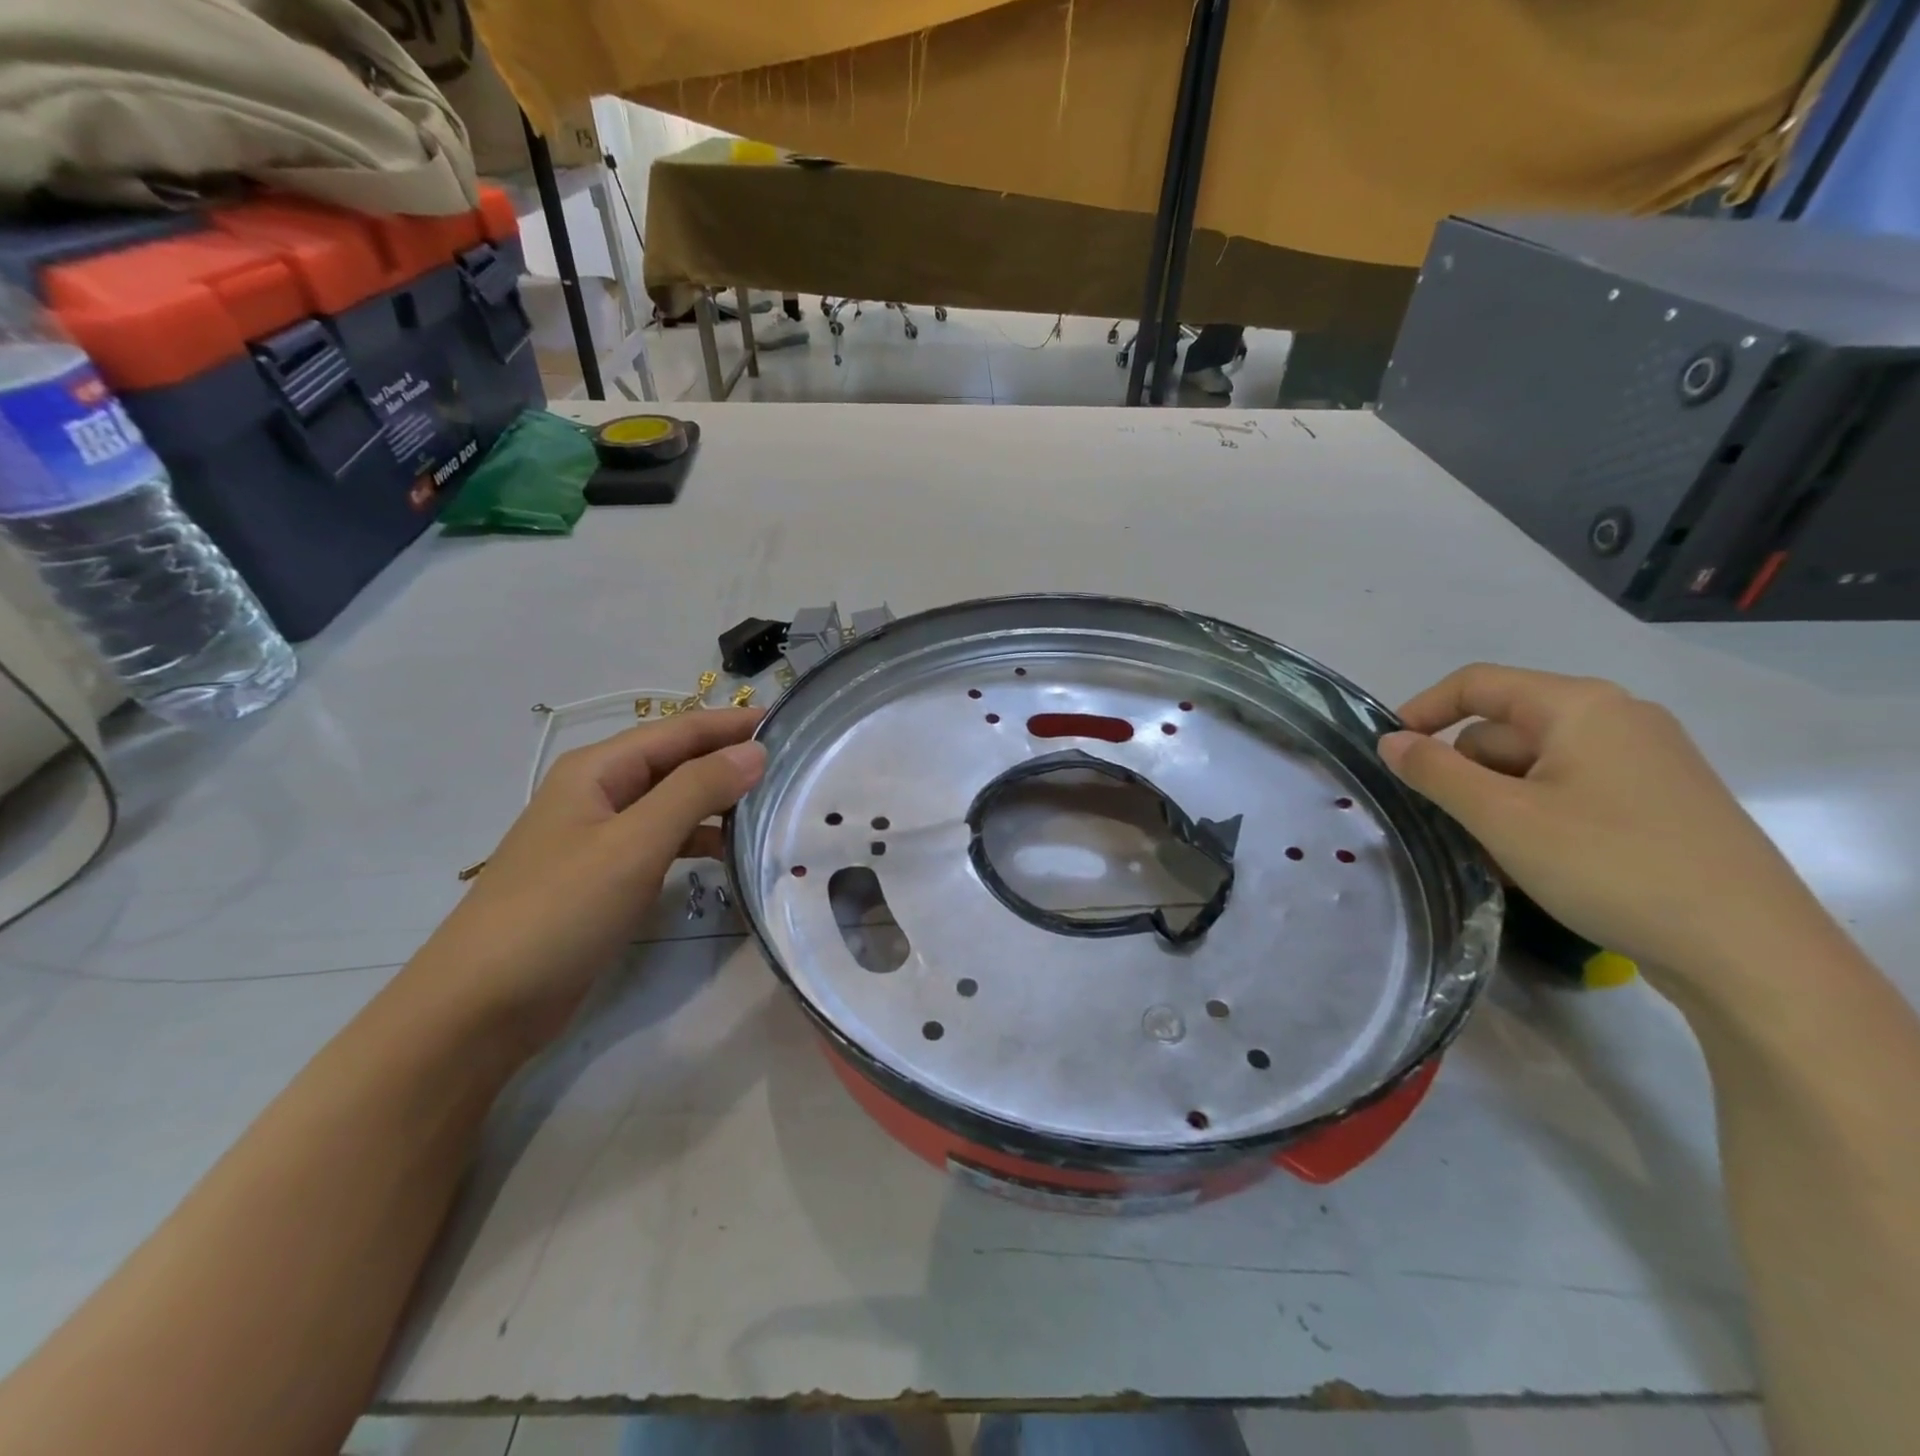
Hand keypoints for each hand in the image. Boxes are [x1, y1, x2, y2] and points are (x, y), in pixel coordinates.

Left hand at [406, 708, 766, 1051]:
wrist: (481, 1005)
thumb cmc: (559, 911)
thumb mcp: (634, 844)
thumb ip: (696, 791)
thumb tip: (754, 751)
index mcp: (598, 770)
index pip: (679, 730)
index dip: (732, 723)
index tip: (788, 722)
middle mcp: (599, 793)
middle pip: (676, 761)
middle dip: (729, 756)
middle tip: (792, 763)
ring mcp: (600, 836)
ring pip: (672, 801)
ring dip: (718, 798)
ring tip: (773, 804)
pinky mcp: (606, 876)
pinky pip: (663, 839)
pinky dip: (698, 837)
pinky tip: (730, 851)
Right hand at [1378, 664, 1836, 991]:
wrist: (1750, 952)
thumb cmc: (1611, 865)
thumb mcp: (1503, 817)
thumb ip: (1435, 772)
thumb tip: (1390, 740)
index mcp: (1580, 706)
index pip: (1477, 684)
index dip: (1422, 711)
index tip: (1388, 755)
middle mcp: (1617, 719)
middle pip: (1505, 728)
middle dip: (1465, 772)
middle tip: (1445, 824)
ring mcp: (1645, 761)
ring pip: (1534, 766)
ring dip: (1496, 801)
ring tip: (1489, 854)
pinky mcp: (1659, 803)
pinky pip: (1570, 792)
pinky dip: (1535, 816)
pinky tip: (1531, 863)